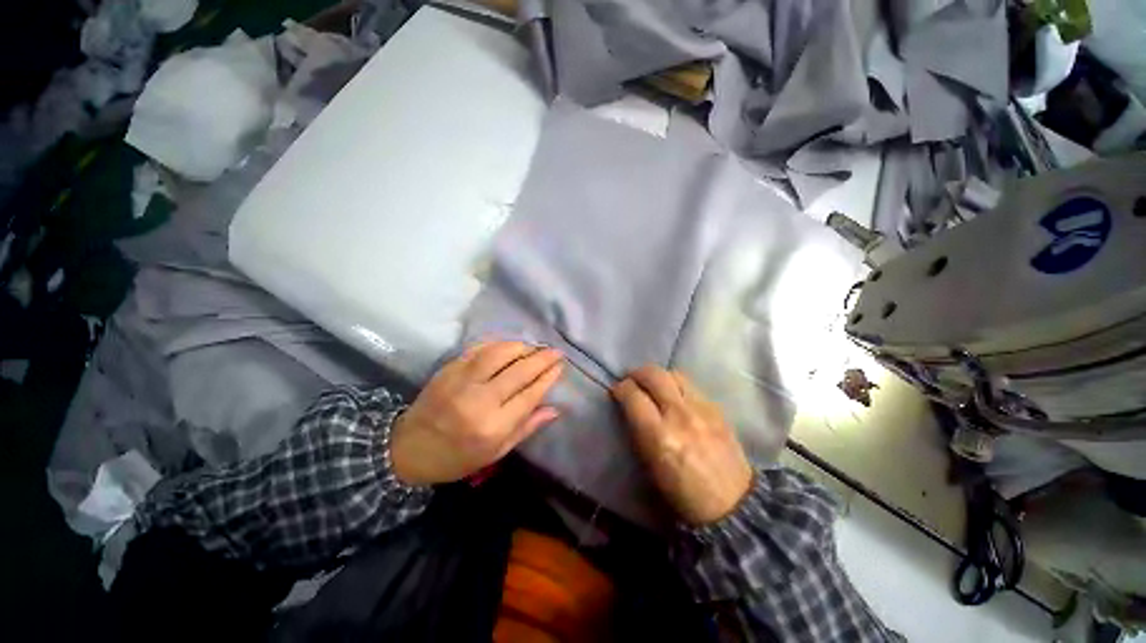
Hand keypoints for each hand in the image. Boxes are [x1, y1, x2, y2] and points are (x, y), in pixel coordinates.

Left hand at [390, 342, 563, 485]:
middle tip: (556, 351)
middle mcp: (479, 401)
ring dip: (521, 347)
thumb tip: (554, 409)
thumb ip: (526, 428)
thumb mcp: (495, 453)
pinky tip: (509, 344)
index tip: (560, 366)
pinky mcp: (449, 370)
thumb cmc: (456, 458)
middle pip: (518, 372)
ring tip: (534, 347)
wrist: (408, 449)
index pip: (529, 395)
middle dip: (541, 358)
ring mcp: (461, 381)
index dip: (547, 378)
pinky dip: (497, 344)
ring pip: (499, 354)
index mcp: (492, 427)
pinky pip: (478, 350)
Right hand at [611, 365, 752, 525]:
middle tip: (632, 381)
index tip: (617, 391)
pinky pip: (691, 386)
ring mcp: (702, 408)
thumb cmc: (683, 495)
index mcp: (659, 436)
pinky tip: (676, 398)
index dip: (621, 388)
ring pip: (674, 374)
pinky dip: (677, 386)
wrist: (733, 505)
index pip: (633, 395)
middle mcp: (680, 415)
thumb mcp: (650, 467)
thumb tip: (629, 407)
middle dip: (637, 374)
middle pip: (654, 375)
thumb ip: (638, 431)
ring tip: (654, 387)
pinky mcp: (717, 408)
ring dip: (658, 377)